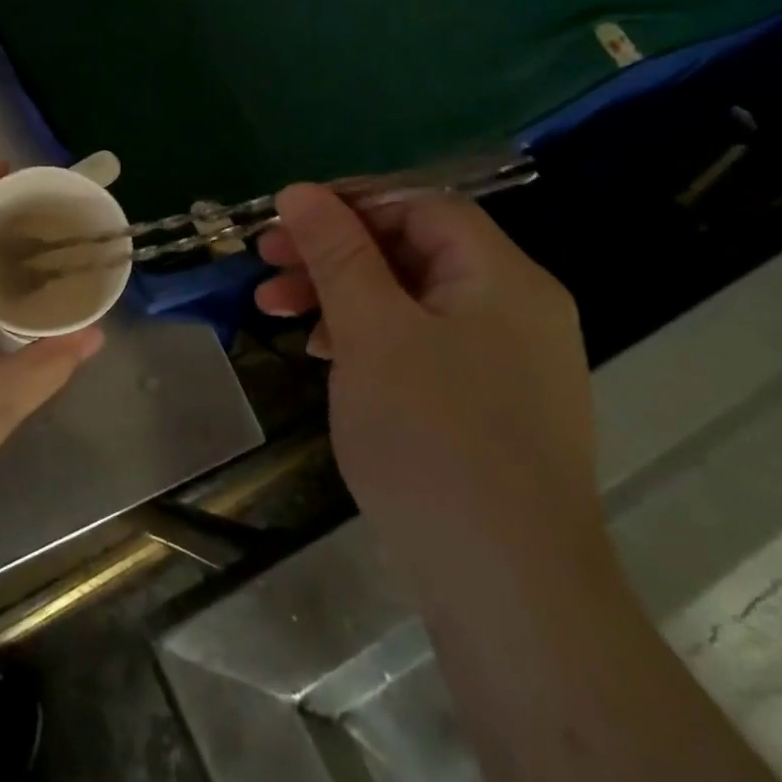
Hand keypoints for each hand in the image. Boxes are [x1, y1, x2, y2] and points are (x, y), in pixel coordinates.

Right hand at [256, 185, 602, 584]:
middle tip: (267, 260)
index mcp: (502, 277)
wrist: (509, 591)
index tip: (287, 218)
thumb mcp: (370, 329)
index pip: (421, 206)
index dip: (350, 202)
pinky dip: (367, 337)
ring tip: (274, 309)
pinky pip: (420, 343)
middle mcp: (515, 308)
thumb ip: (336, 252)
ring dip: (339, 294)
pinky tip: (323, 354)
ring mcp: (505, 360)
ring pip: (408, 298)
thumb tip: (300, 190)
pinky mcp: (489, 404)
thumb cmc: (434, 437)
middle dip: (332, 252)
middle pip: (410, 250)